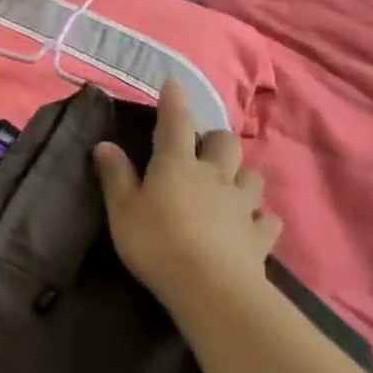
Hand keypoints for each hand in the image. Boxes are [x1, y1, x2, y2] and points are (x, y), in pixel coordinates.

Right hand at [92, 81, 281, 323]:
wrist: (211, 288)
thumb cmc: (156, 242)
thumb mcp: (122, 209)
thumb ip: (115, 175)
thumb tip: (105, 144)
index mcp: (176, 165)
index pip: (174, 122)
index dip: (174, 101)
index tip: (173, 83)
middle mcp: (214, 175)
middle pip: (224, 142)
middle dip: (214, 138)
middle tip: (200, 148)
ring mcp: (242, 205)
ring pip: (252, 175)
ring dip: (240, 173)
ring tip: (228, 182)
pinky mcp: (260, 235)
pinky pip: (267, 218)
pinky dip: (259, 216)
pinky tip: (251, 222)